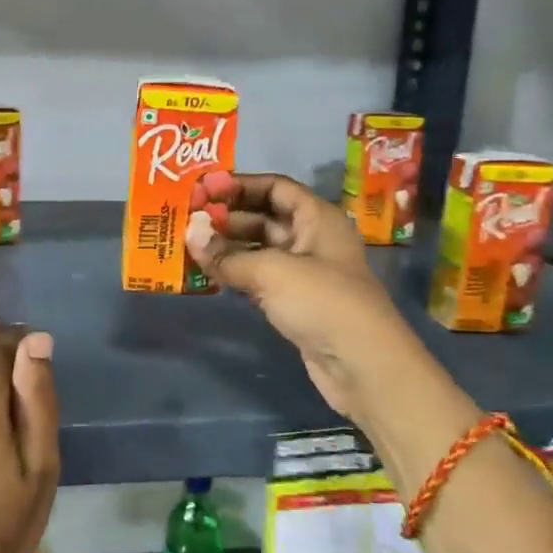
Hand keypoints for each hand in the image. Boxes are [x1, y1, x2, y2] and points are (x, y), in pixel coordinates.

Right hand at [186, 170, 412, 418]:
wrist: (364, 367)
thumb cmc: (323, 302)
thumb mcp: (271, 271)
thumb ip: (226, 254)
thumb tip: (189, 233)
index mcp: (317, 218)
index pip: (275, 187)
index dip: (239, 185)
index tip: (203, 190)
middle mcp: (312, 238)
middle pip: (264, 217)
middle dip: (227, 217)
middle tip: (187, 219)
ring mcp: (304, 272)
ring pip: (259, 249)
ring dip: (227, 246)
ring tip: (189, 245)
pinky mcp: (296, 301)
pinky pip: (259, 277)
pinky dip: (235, 273)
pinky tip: (207, 273)